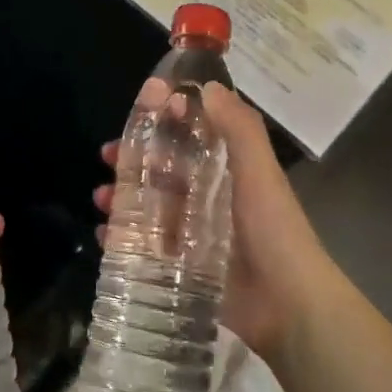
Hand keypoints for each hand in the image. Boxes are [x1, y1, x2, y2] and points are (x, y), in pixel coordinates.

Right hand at [93, 82, 332, 359]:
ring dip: (124, 197)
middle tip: (107, 155)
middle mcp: (209, 198)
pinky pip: (146, 247)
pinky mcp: (184, 267)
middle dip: (134, 160)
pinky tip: (105, 236)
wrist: (289, 306)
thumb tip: (208, 85)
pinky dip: (123, 240)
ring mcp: (194, 235)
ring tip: (102, 199)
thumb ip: (239, 129)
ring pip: (150, 207)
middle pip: (163, 171)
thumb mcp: (260, 173)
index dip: (165, 122)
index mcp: (229, 172)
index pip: (191, 138)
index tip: (140, 111)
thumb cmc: (274, 231)